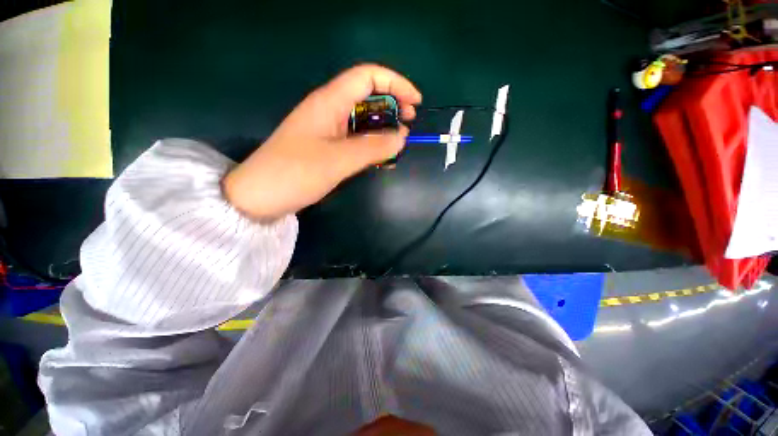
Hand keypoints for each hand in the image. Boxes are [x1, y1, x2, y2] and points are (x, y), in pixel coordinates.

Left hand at [223, 64, 421, 220]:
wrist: (261, 196)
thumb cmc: (295, 173)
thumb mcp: (338, 160)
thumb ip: (373, 147)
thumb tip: (401, 137)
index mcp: (329, 102)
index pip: (367, 77)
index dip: (395, 84)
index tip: (416, 103)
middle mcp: (329, 111)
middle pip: (367, 97)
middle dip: (392, 107)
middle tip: (409, 125)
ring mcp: (328, 130)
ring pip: (363, 121)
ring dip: (383, 130)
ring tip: (398, 147)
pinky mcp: (327, 147)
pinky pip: (356, 140)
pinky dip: (372, 146)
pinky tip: (383, 160)